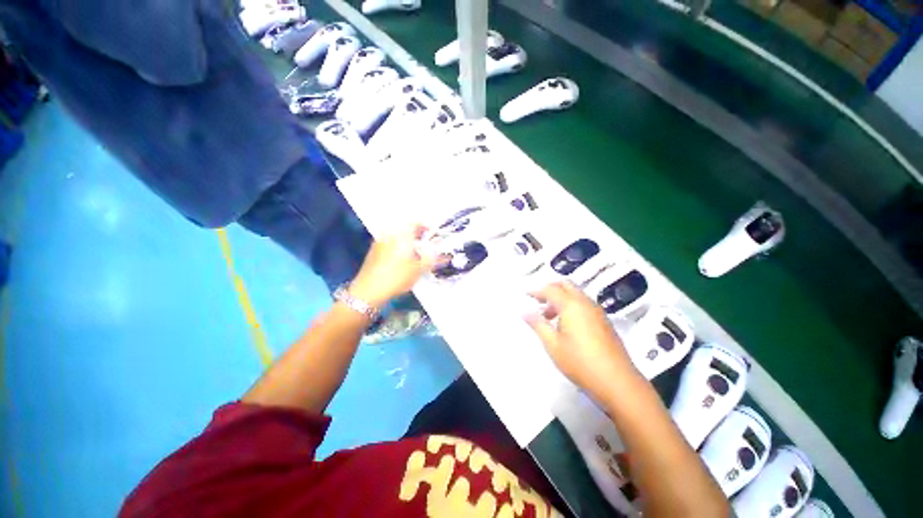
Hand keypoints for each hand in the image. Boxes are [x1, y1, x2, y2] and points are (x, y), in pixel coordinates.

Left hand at [348, 225, 446, 307]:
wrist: (369, 290)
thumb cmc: (396, 277)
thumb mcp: (419, 269)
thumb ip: (433, 259)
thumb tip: (445, 255)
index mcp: (401, 234)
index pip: (416, 223)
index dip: (427, 228)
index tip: (433, 235)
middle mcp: (389, 234)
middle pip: (406, 230)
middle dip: (418, 236)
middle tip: (426, 246)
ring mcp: (379, 243)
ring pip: (398, 237)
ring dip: (408, 242)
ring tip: (416, 255)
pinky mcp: (374, 252)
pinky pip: (390, 245)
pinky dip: (399, 248)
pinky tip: (402, 261)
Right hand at [525, 281, 638, 400]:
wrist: (617, 382)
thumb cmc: (580, 362)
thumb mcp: (553, 344)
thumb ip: (538, 325)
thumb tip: (524, 312)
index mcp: (571, 305)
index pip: (550, 289)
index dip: (537, 290)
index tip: (526, 294)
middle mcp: (585, 303)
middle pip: (566, 285)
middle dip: (550, 288)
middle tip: (538, 300)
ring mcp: (597, 312)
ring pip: (576, 294)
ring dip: (561, 297)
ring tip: (549, 315)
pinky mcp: (604, 321)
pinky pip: (584, 304)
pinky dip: (571, 305)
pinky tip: (566, 324)